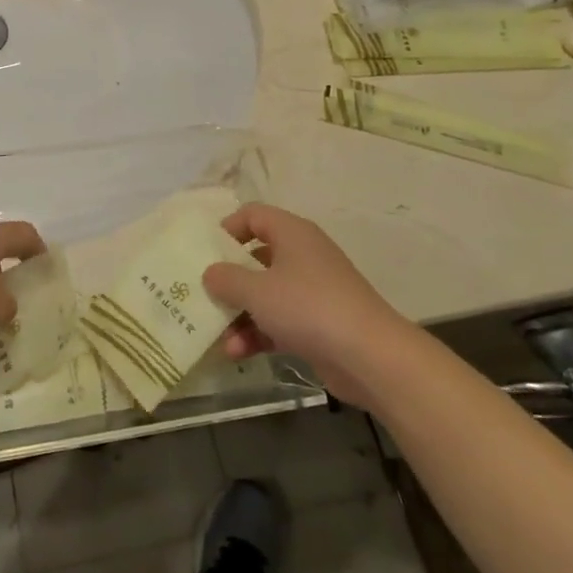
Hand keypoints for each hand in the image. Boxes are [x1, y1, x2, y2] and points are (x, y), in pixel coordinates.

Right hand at [203, 204, 410, 410]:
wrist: (370, 357)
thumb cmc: (308, 307)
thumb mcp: (257, 290)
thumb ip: (226, 278)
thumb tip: (211, 272)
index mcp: (291, 233)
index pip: (253, 215)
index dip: (227, 228)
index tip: (205, 252)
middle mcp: (303, 255)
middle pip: (256, 257)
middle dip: (228, 280)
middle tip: (202, 294)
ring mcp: (312, 291)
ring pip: (265, 294)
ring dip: (240, 314)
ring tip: (218, 336)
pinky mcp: (318, 323)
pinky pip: (279, 320)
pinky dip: (258, 333)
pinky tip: (237, 353)